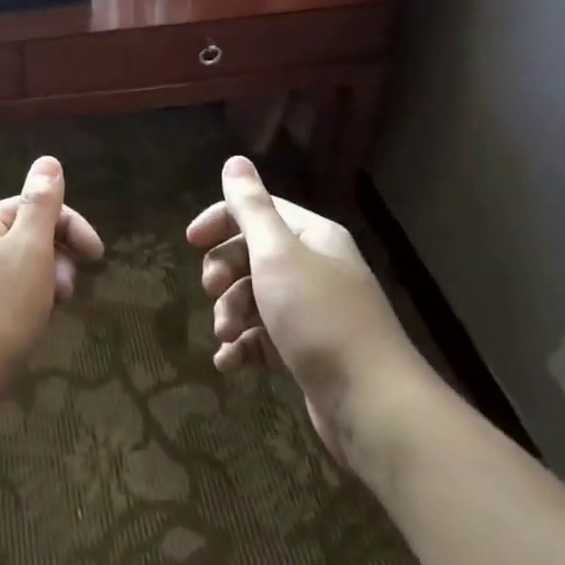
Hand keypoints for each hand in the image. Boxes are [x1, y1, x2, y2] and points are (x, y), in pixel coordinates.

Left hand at [0, 156, 103, 401]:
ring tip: (48, 312)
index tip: (98, 258)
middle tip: (66, 293)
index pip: (38, 206)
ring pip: (21, 268)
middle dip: (58, 258)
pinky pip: (6, 294)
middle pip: (29, 236)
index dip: (73, 227)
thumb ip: (41, 203)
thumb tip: (48, 159)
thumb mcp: (29, 249)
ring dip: (45, 283)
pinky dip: (27, 303)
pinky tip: (29, 326)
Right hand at [187, 155, 428, 460]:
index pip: (258, 211)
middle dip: (224, 273)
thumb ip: (251, 208)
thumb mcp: (277, 254)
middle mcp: (314, 267)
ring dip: (231, 313)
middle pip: (252, 254)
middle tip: (211, 292)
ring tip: (226, 336)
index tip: (191, 242)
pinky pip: (263, 337)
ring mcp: (311, 311)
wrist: (372, 404)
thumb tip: (235, 160)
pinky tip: (228, 363)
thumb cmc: (319, 317)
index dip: (221, 220)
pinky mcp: (306, 350)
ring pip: (253, 297)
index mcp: (311, 237)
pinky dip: (243, 347)